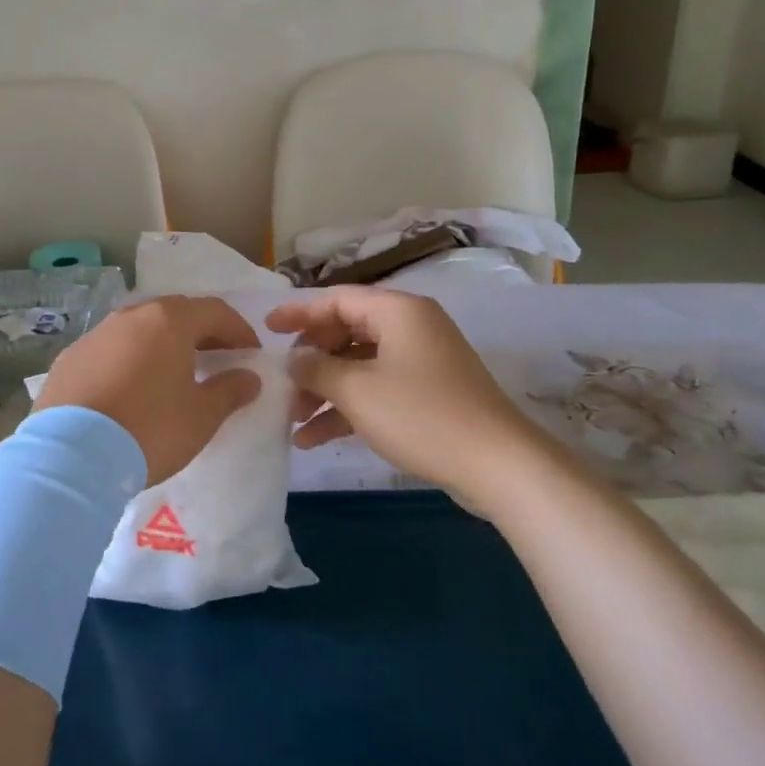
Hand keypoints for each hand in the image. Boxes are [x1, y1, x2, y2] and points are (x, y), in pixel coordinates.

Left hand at [35, 296, 261, 484]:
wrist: (70, 456)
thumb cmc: (149, 429)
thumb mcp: (201, 416)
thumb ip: (230, 391)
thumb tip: (249, 377)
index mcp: (168, 321)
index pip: (214, 311)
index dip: (239, 330)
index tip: (251, 355)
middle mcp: (131, 316)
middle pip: (175, 313)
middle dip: (201, 333)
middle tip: (217, 360)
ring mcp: (96, 335)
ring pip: (140, 329)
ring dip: (163, 344)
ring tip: (175, 374)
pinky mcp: (70, 358)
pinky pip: (111, 349)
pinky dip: (130, 360)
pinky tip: (132, 389)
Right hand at [265, 288, 541, 495]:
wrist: (499, 465)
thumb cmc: (422, 415)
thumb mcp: (357, 390)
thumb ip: (316, 368)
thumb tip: (293, 358)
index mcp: (397, 311)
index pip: (336, 300)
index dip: (298, 313)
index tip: (266, 330)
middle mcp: (410, 327)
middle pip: (346, 332)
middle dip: (310, 362)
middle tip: (283, 385)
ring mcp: (421, 361)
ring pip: (359, 365)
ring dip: (325, 390)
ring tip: (293, 421)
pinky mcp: (428, 393)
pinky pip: (377, 389)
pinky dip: (349, 408)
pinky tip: (316, 438)